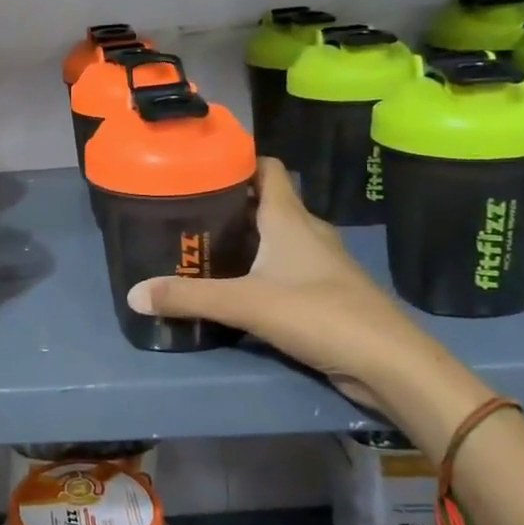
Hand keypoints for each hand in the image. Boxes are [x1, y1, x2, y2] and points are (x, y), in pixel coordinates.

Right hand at [127, 158, 466, 422]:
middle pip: (266, 202)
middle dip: (230, 203)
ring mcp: (320, 263)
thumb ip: (189, 297)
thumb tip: (133, 293)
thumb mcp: (246, 304)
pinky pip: (285, 267)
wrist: (390, 364)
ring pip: (276, 236)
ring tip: (203, 246)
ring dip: (245, 238)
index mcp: (290, 218)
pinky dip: (261, 268)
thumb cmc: (319, 314)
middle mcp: (307, 231)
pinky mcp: (325, 292)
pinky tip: (236, 285)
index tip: (201, 166)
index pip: (267, 168)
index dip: (237, 160)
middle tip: (187, 211)